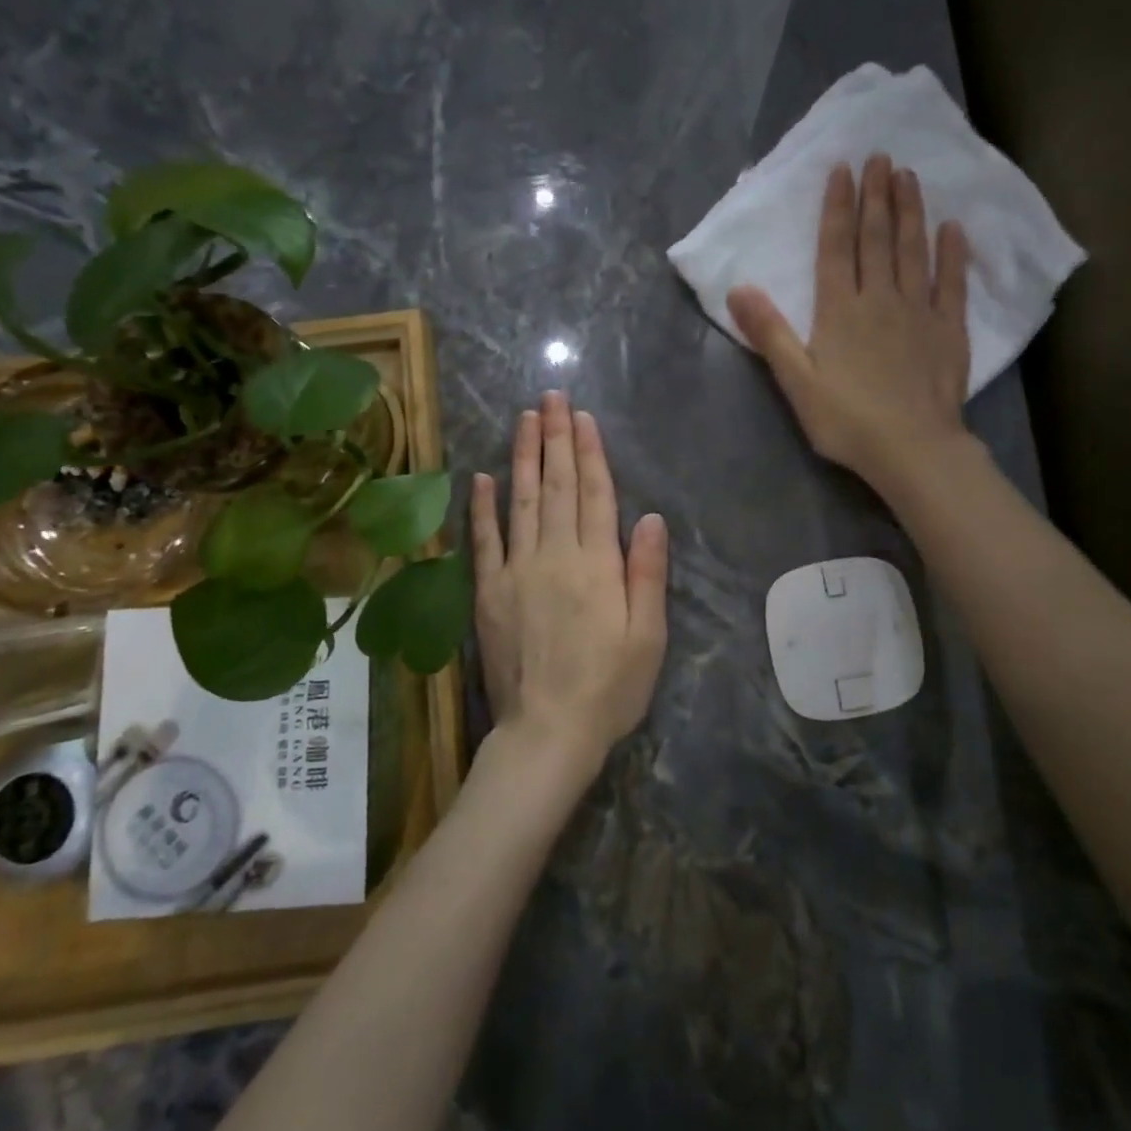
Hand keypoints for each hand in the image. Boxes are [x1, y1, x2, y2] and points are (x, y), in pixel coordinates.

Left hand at [469, 392, 668, 782]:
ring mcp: (516, 571)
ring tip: (524, 418)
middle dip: (555, 438)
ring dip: (522, 456)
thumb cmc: (609, 688)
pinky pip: (484, 542)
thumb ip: (646, 573)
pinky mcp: (489, 593)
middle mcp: (554, 556)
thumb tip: (649, 517)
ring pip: (520, 501)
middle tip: (552, 397)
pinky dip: (482, 508)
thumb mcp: (647, 636)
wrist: (546, 734)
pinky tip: (482, 477)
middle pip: (555, 486)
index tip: (582, 417)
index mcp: (596, 564)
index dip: (588, 452)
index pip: (593, 494)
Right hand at [727, 154, 970, 494]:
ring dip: (911, 211)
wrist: (912, 449)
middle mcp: (880, 299)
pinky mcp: (949, 330)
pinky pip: (951, 283)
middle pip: (877, 238)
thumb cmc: (847, 420)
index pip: (836, 247)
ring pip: (914, 250)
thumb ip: (769, 333)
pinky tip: (953, 228)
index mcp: (840, 310)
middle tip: (881, 156)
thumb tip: (738, 289)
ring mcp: (919, 311)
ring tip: (909, 176)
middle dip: (876, 195)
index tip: (843, 169)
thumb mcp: (796, 382)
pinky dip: (952, 254)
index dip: (838, 206)